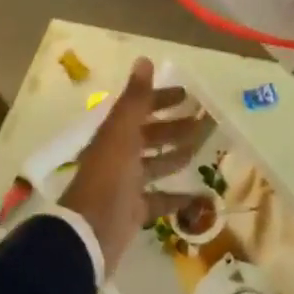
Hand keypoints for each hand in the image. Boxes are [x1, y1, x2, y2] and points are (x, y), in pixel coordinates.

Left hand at [58, 59, 207, 275]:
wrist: (89, 234)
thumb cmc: (108, 177)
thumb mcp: (122, 132)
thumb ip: (136, 98)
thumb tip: (144, 59)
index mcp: (115, 135)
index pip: (140, 109)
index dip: (162, 100)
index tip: (188, 94)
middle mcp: (119, 156)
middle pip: (150, 136)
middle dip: (174, 126)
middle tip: (204, 121)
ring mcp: (126, 184)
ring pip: (156, 164)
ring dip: (176, 155)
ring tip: (201, 148)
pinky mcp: (134, 211)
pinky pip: (159, 199)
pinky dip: (178, 196)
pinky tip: (200, 195)